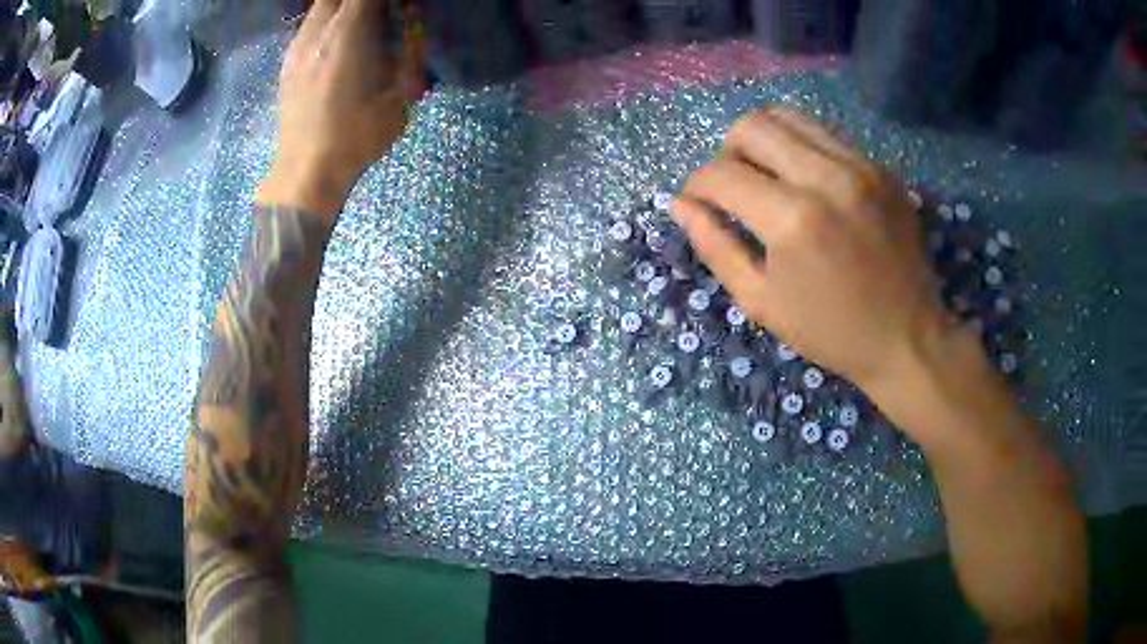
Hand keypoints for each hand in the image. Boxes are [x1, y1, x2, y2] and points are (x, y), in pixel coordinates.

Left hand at [257, 0, 424, 220]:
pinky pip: (308, 26)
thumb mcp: (398, 99)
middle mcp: (318, 34)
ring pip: (319, 7)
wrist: (305, 172)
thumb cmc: (355, 138)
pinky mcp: (287, 64)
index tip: (397, 7)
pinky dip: (326, 23)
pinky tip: (336, 41)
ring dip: (341, 8)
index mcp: (347, 37)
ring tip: (359, 24)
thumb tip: (410, 31)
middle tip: (379, 12)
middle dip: (360, 0)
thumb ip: (408, 56)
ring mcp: (297, 48)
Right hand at [672, 107, 962, 395]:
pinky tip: (807, 182)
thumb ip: (715, 247)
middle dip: (727, 151)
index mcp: (792, 219)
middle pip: (752, 126)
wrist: (909, 337)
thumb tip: (680, 205)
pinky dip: (802, 148)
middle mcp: (826, 177)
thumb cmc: (831, 331)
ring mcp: (860, 165)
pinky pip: (826, 134)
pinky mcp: (881, 167)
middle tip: (734, 186)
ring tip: (769, 176)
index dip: (697, 185)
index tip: (697, 202)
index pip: (721, 174)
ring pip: (789, 116)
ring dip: (764, 141)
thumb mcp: (762, 302)